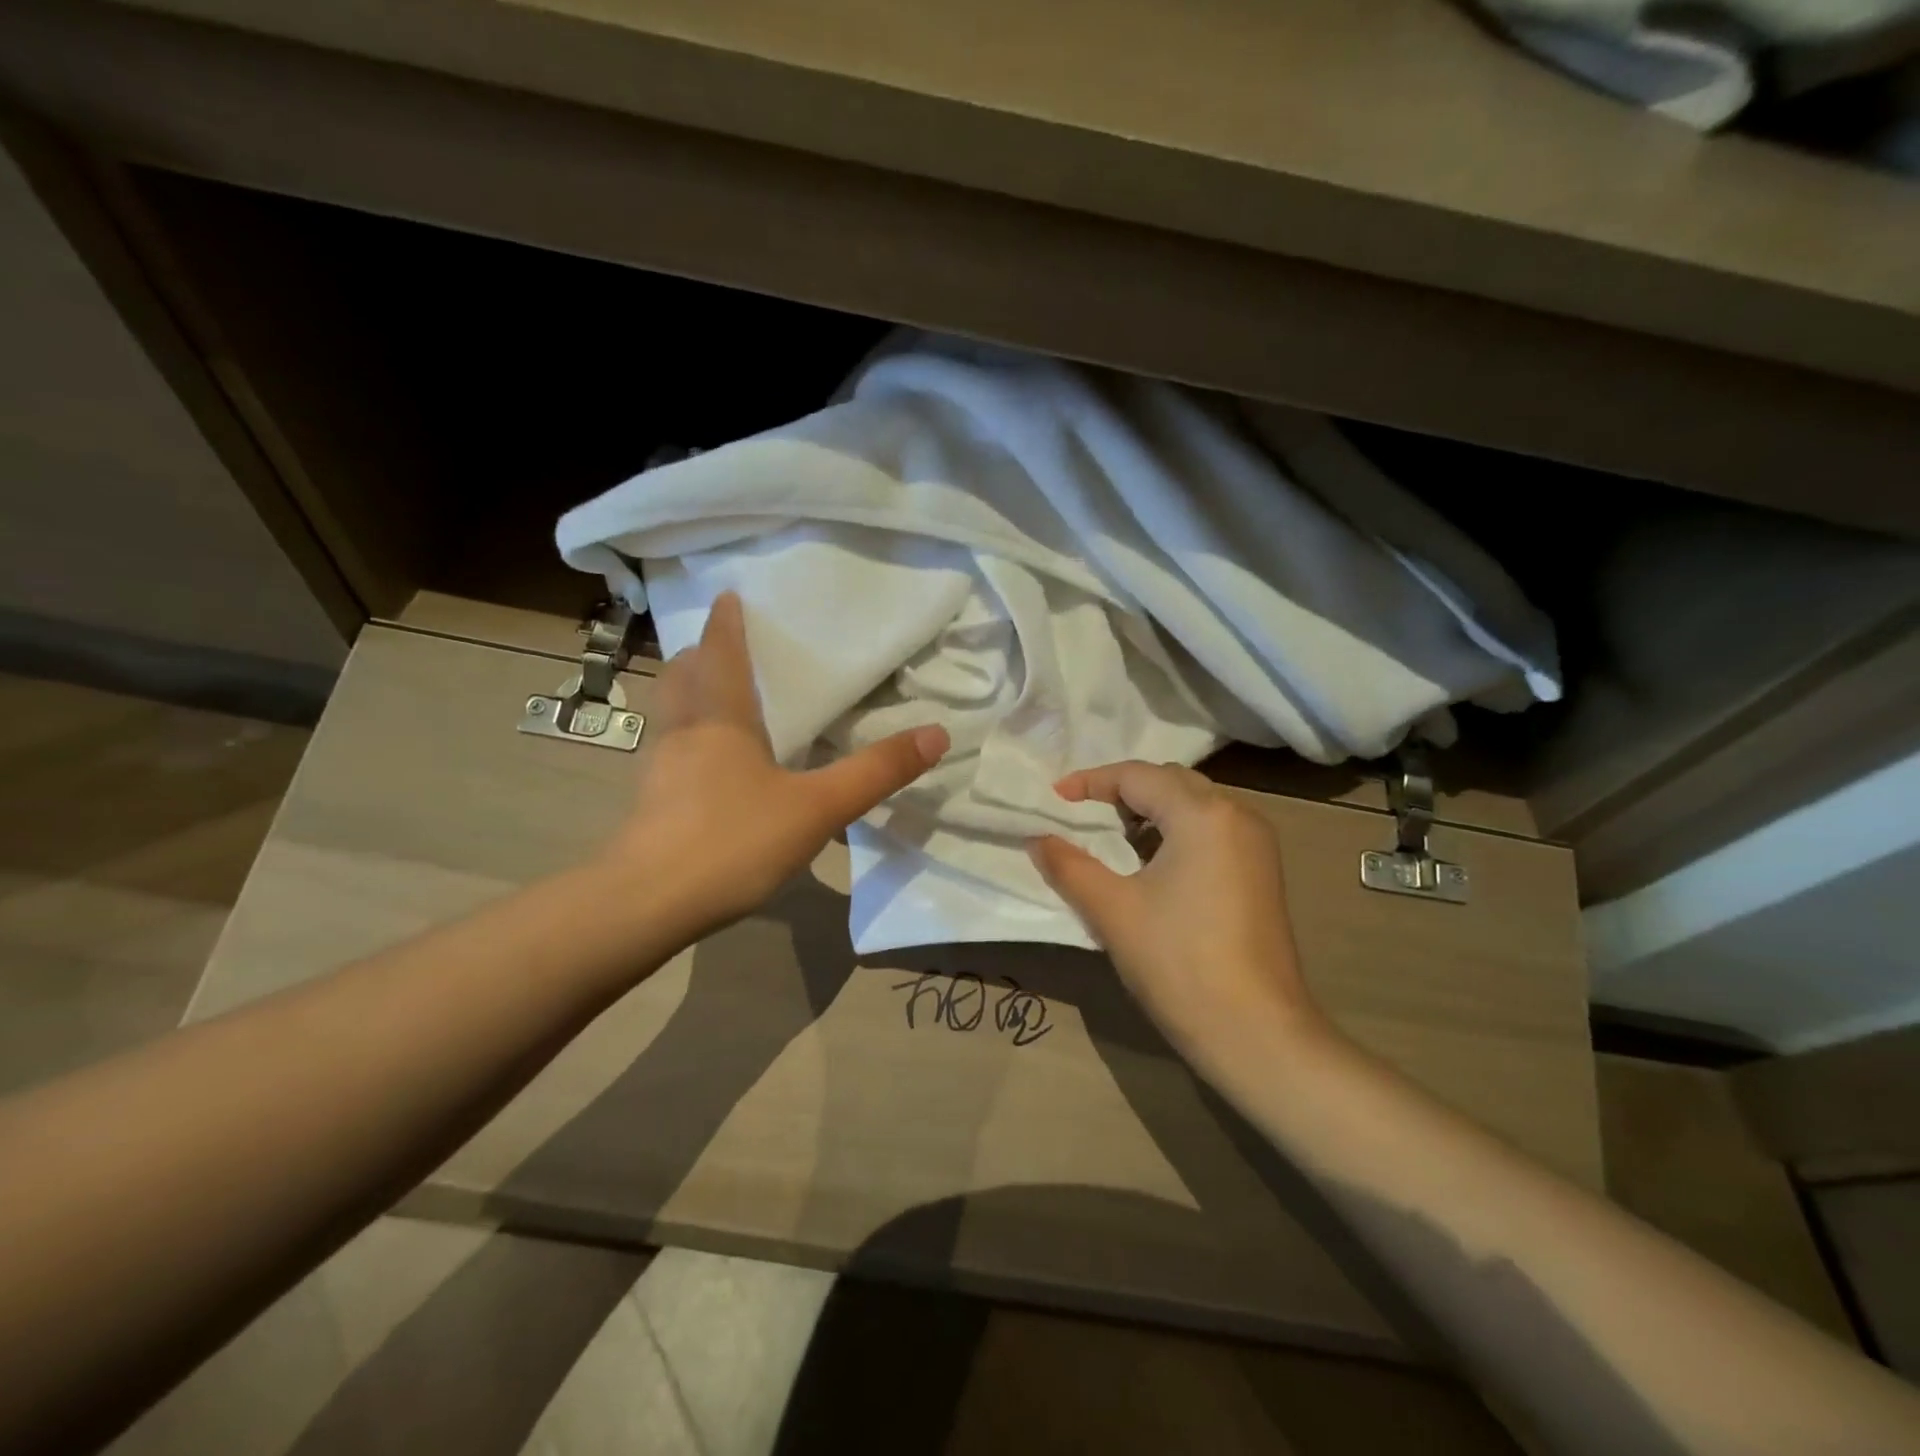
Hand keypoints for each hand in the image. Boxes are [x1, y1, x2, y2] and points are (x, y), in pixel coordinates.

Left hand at [602, 592, 948, 939]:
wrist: (647, 905)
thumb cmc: (733, 840)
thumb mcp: (818, 807)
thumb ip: (876, 772)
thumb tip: (936, 734)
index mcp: (721, 719)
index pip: (720, 655)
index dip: (725, 624)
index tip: (727, 597)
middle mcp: (684, 734)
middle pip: (680, 679)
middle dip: (698, 658)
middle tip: (720, 650)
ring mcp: (659, 771)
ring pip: (670, 717)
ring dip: (687, 698)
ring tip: (715, 703)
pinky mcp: (650, 807)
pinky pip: (669, 756)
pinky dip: (687, 744)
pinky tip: (709, 772)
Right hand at [1030, 761, 1326, 1066]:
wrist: (1256, 1033)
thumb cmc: (1178, 962)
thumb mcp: (1112, 910)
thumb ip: (1068, 866)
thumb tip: (1037, 839)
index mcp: (1203, 814)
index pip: (1138, 776)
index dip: (1091, 782)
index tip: (1054, 799)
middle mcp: (1238, 815)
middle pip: (1170, 782)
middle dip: (1123, 791)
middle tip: (1083, 814)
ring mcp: (1257, 845)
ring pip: (1194, 805)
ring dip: (1151, 812)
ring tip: (1112, 839)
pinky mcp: (1262, 872)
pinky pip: (1212, 831)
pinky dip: (1176, 833)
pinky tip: (1152, 865)